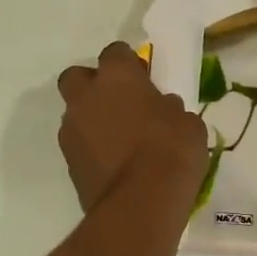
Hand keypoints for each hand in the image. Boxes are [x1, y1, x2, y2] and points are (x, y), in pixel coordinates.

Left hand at [57, 43, 207, 212]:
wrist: (141, 203)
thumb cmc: (172, 152)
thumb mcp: (188, 123)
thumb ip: (170, 109)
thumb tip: (162, 108)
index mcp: (118, 77)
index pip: (115, 52)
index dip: (129, 63)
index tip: (144, 77)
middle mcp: (86, 97)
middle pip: (78, 76)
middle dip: (94, 84)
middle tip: (120, 102)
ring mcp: (72, 130)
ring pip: (76, 112)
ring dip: (93, 119)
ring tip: (120, 139)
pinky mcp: (69, 162)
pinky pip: (79, 144)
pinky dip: (93, 148)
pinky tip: (115, 163)